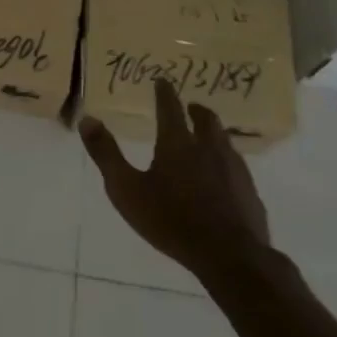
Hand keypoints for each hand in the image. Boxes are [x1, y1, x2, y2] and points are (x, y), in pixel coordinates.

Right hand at [79, 79, 270, 280]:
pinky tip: (222, 175)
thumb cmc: (171, 220)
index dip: (164, 92)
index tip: (162, 80)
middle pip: (206, 120)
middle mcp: (208, 148)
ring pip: (224, 140)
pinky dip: (225, 160)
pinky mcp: (249, 191)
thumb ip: (106, 154)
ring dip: (213, 133)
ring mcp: (234, 169)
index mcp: (177, 143)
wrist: (229, 256)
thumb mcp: (126, 189)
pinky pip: (236, 166)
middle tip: (190, 107)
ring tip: (206, 137)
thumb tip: (87, 119)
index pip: (170, 108)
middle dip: (196, 110)